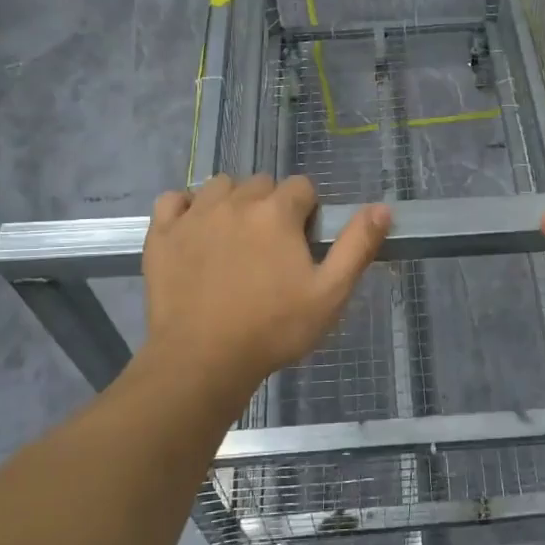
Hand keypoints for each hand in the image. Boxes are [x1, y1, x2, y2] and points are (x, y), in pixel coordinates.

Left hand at [141, 175, 390, 414]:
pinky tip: (194, 232)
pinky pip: (173, 200)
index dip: (307, 212)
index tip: (303, 244)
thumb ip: (357, 246)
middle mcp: (235, 202)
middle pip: (261, 184)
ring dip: (231, 202)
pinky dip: (185, 208)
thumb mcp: (330, 294)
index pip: (302, 187)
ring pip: (219, 186)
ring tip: (234, 239)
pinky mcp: (162, 234)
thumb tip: (382, 207)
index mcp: (277, 212)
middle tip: (271, 248)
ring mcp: (194, 215)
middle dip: (271, 206)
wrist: (202, 360)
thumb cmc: (273, 328)